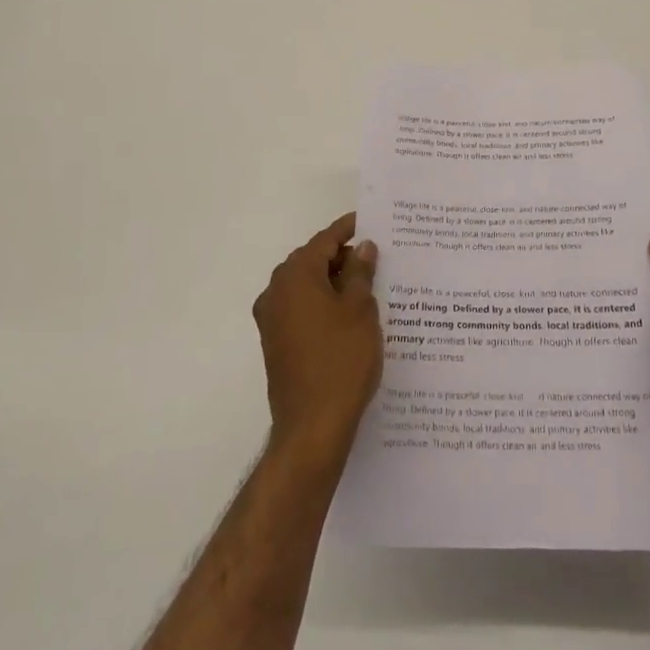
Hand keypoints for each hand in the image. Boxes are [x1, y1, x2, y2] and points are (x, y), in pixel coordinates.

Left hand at [253, 213, 381, 458]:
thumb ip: (360, 272)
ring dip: (333, 282)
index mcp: (296, 275)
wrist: (312, 427)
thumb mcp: (360, 310)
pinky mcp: (275, 342)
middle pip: (313, 260)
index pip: (325, 240)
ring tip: (369, 285)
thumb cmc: (341, 360)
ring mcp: (272, 319)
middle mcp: (276, 290)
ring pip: (307, 286)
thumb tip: (362, 247)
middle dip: (343, 256)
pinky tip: (350, 315)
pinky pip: (301, 309)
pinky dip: (323, 304)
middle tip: (377, 256)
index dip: (349, 229)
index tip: (371, 222)